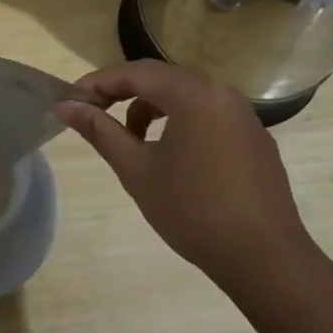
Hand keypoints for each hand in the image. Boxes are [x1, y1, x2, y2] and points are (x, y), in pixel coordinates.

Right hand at [55, 60, 318, 296]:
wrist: (266, 259)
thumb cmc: (193, 211)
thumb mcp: (137, 170)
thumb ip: (100, 131)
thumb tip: (65, 106)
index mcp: (193, 94)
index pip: (134, 72)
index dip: (97, 83)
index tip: (70, 102)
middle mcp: (221, 93)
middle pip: (160, 78)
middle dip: (122, 93)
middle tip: (92, 115)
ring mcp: (243, 115)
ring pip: (185, 96)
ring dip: (150, 108)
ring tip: (130, 141)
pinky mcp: (254, 138)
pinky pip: (207, 114)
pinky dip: (179, 121)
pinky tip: (170, 157)